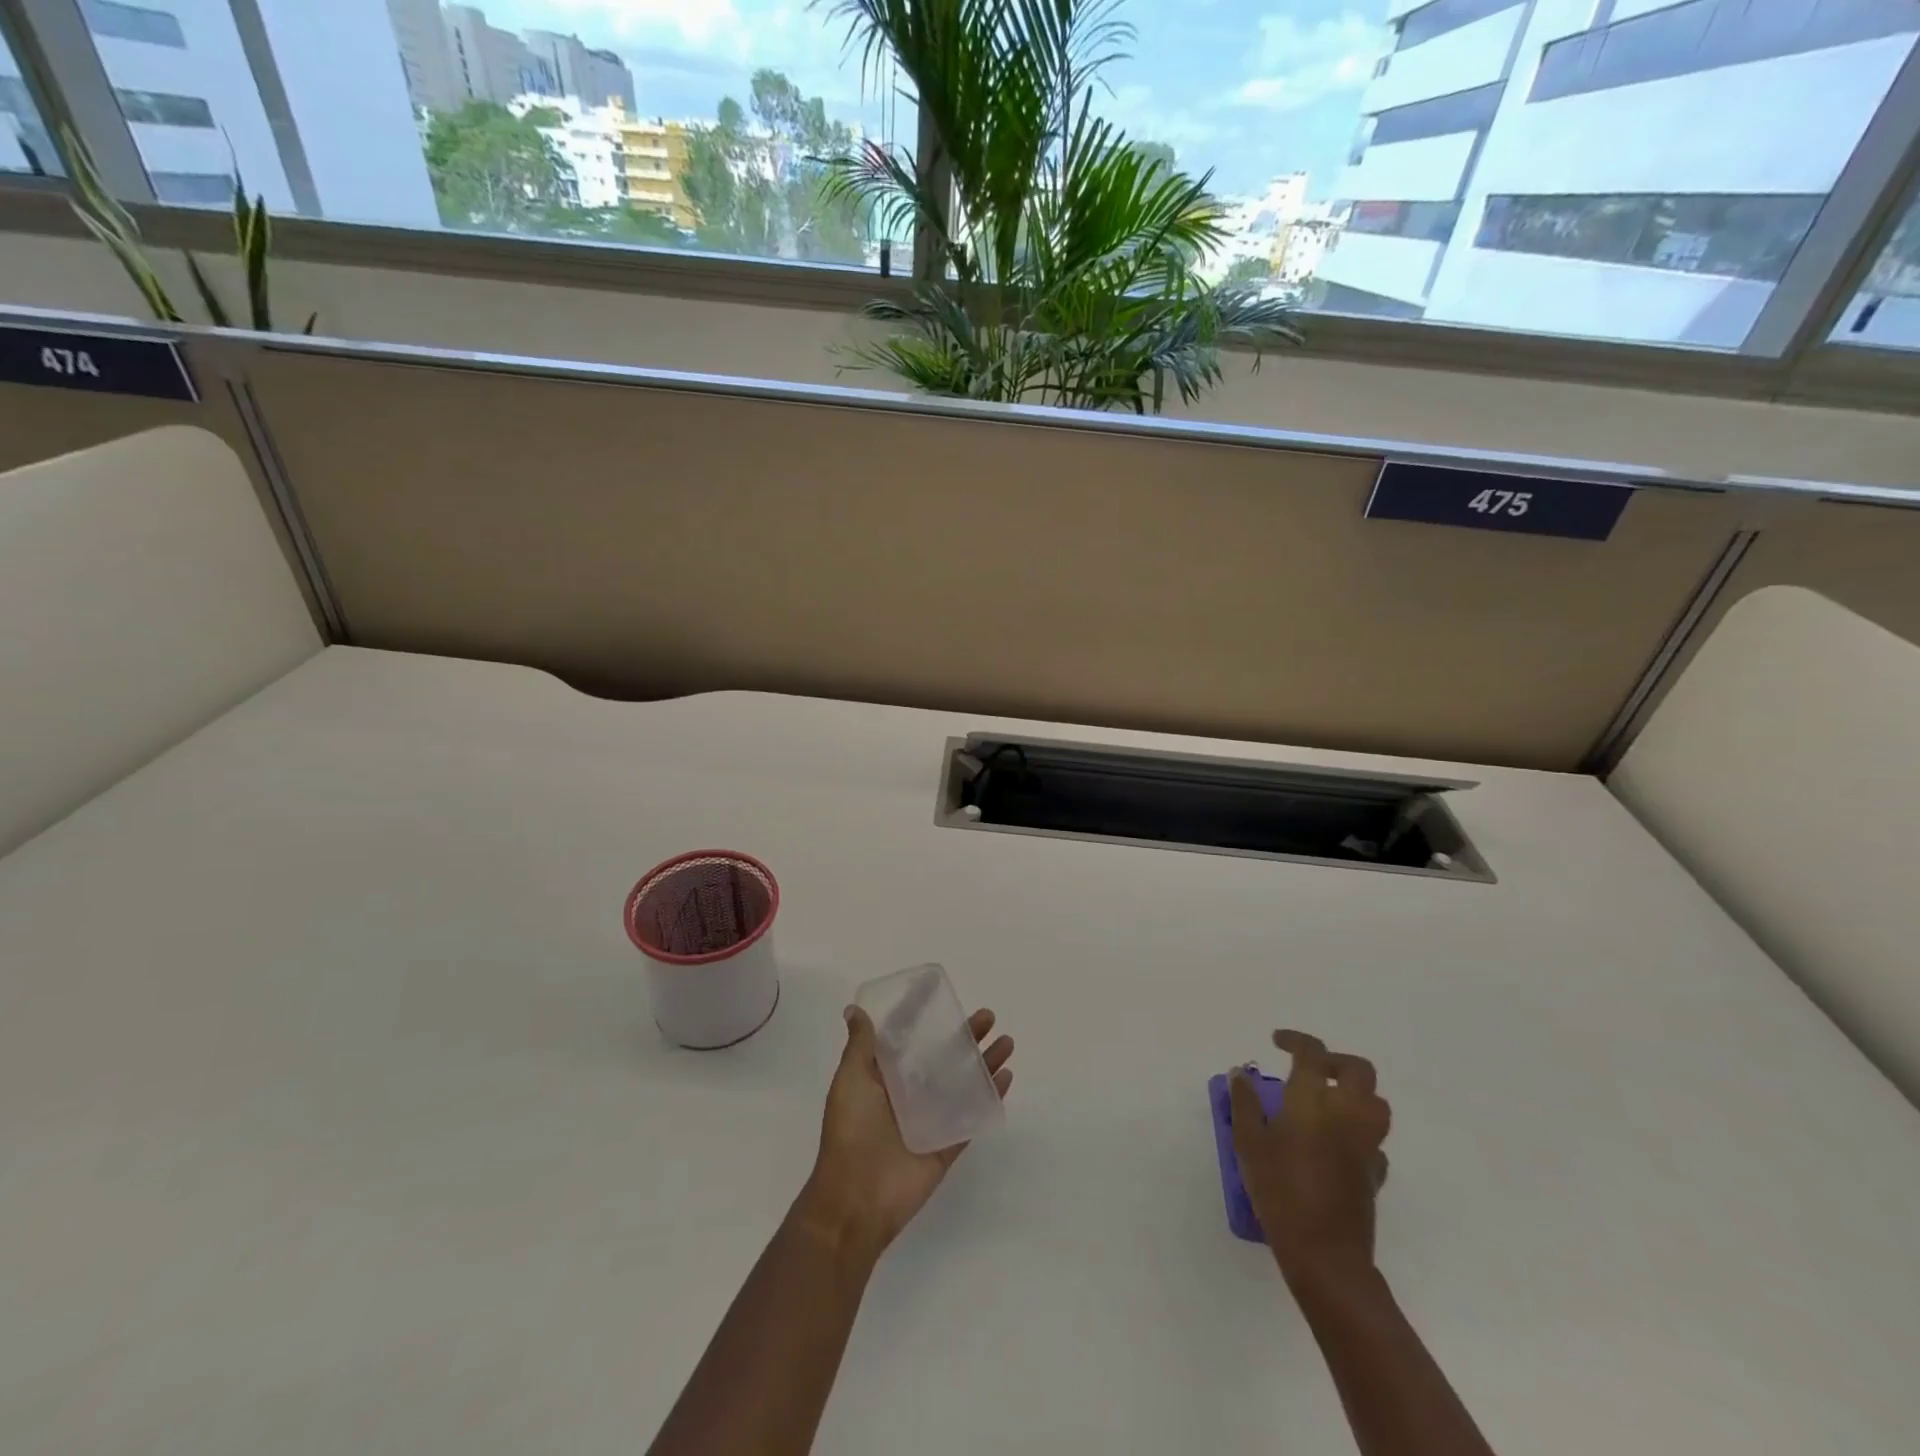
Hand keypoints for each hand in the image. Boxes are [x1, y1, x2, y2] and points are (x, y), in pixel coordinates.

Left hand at [797, 1005, 1013, 1261]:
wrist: (857, 1198)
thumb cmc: (851, 1131)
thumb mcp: (850, 1080)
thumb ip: (860, 1046)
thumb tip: (855, 1010)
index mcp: (884, 1076)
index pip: (907, 1037)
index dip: (922, 1014)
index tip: (940, 991)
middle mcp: (909, 1093)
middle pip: (943, 1056)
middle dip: (965, 1035)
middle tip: (987, 1016)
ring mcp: (931, 1118)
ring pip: (963, 1082)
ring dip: (985, 1062)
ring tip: (1006, 1041)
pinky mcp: (947, 1144)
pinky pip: (972, 1116)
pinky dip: (990, 1097)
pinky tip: (1006, 1078)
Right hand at [1230, 1029, 1390, 1284]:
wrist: (1325, 1252)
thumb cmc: (1279, 1190)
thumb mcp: (1248, 1143)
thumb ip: (1245, 1104)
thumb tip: (1241, 1074)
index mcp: (1313, 1100)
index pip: (1312, 1052)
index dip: (1295, 1040)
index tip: (1277, 1041)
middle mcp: (1347, 1113)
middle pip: (1358, 1070)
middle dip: (1334, 1061)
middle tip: (1309, 1068)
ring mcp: (1366, 1143)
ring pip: (1376, 1102)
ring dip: (1354, 1092)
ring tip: (1326, 1101)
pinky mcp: (1375, 1173)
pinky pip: (1374, 1139)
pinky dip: (1358, 1131)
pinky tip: (1336, 1142)